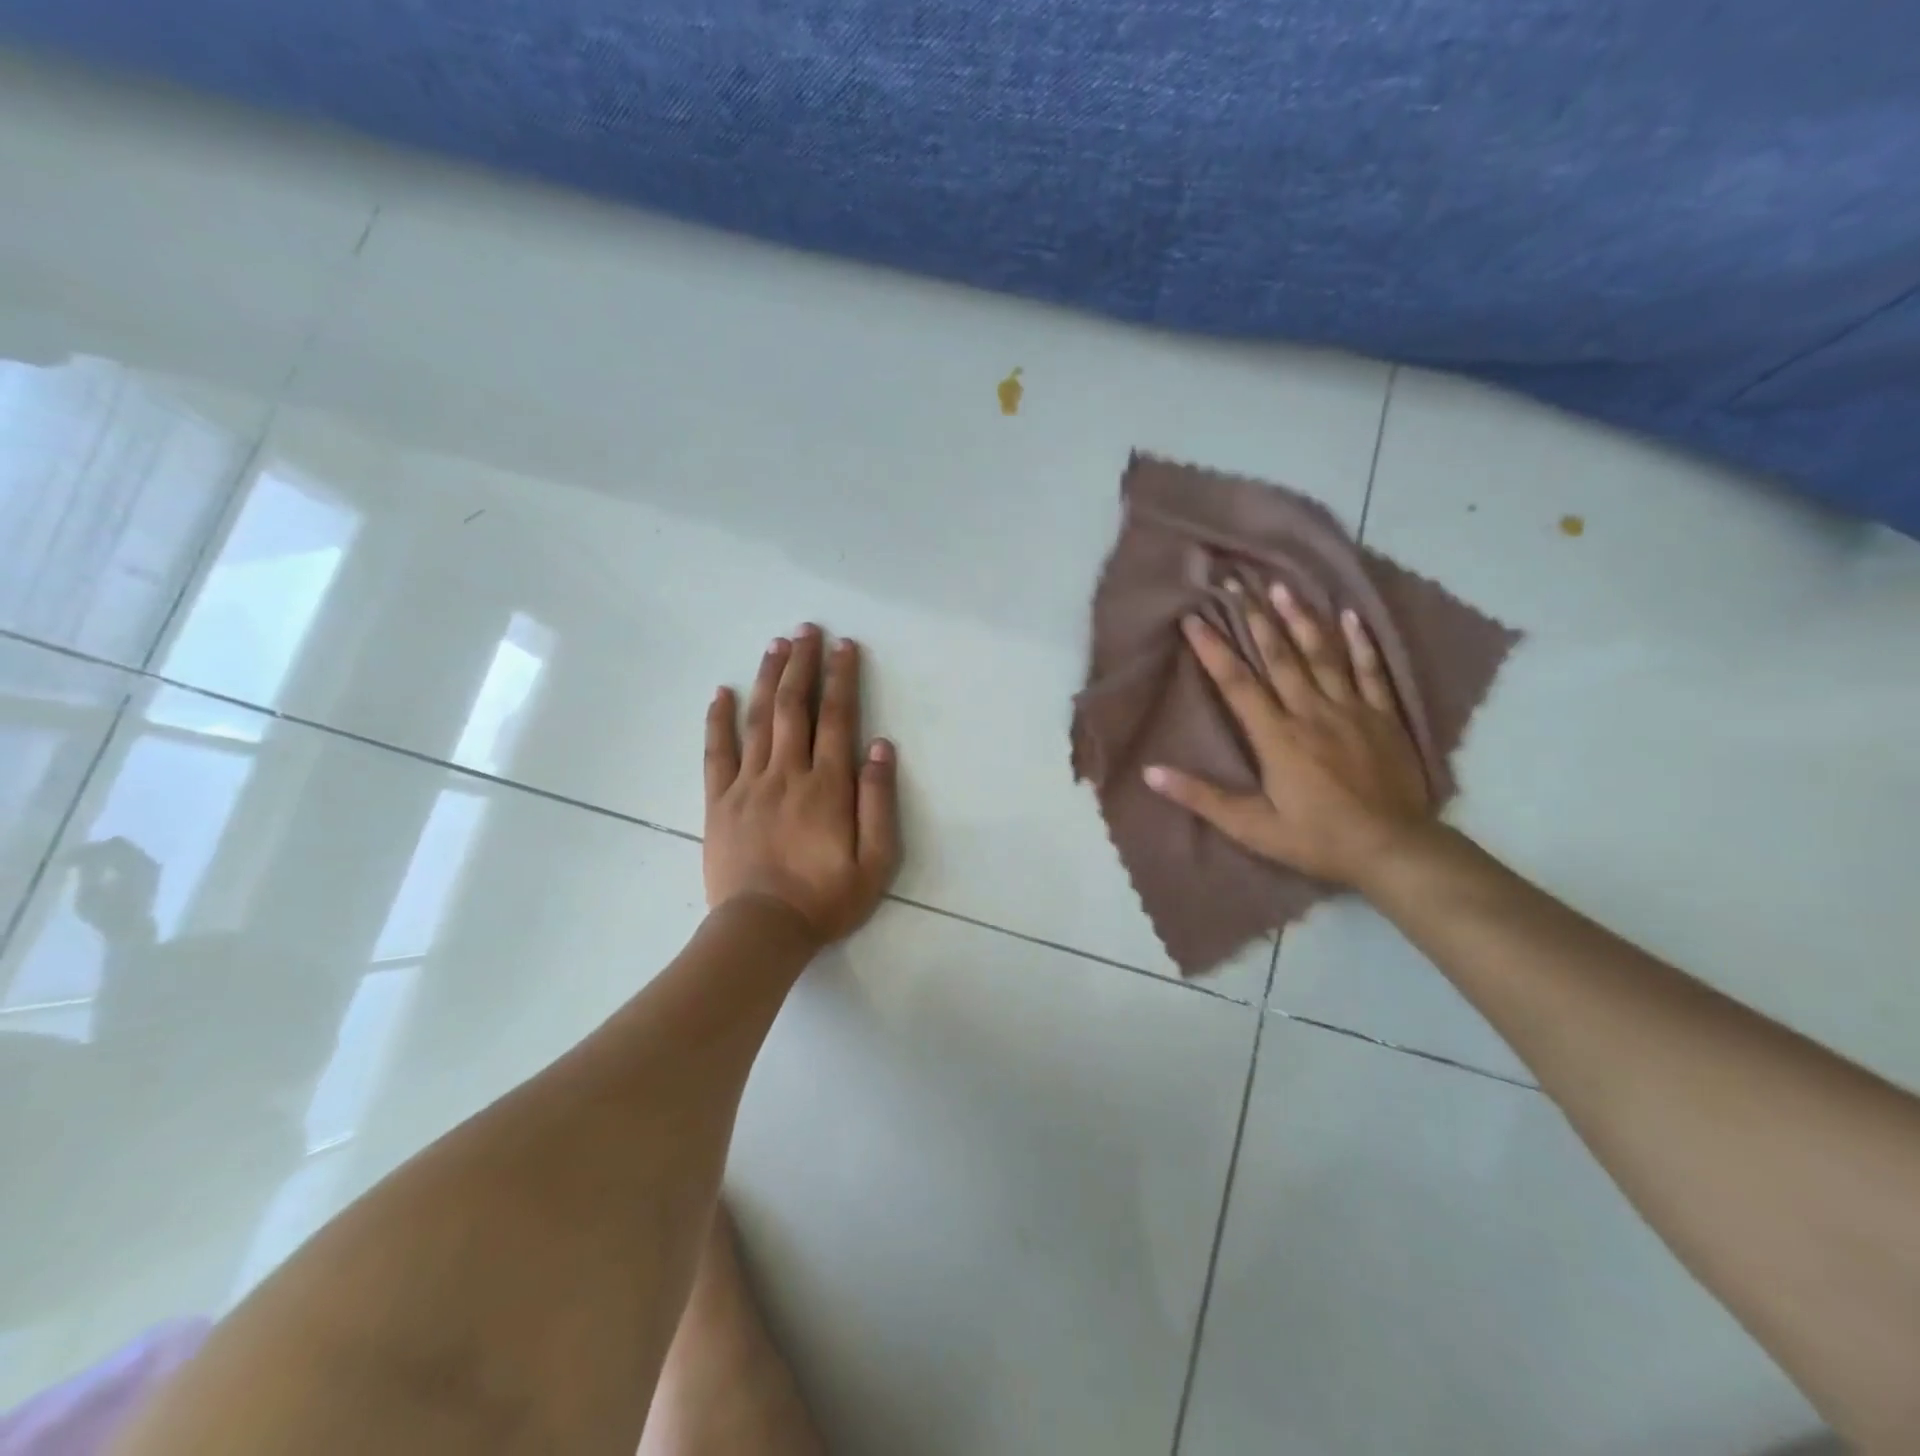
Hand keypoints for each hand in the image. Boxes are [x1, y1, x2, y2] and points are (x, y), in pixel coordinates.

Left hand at [704, 624, 901, 945]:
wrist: (761, 930)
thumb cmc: (826, 899)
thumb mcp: (875, 862)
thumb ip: (878, 802)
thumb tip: (879, 747)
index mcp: (827, 787)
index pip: (837, 719)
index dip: (841, 679)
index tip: (844, 646)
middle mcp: (787, 774)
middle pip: (794, 707)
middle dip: (802, 664)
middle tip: (806, 629)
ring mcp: (748, 785)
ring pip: (758, 720)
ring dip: (767, 678)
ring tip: (775, 645)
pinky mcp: (719, 802)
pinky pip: (717, 752)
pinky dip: (718, 720)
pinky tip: (721, 693)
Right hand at [1145, 584, 1434, 888]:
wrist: (1394, 849)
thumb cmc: (1316, 839)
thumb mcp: (1252, 827)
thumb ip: (1202, 797)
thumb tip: (1151, 772)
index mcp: (1277, 737)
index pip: (1237, 683)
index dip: (1213, 649)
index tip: (1193, 618)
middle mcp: (1311, 712)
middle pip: (1279, 656)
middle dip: (1254, 618)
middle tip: (1237, 583)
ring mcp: (1351, 710)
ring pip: (1322, 654)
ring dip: (1300, 618)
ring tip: (1282, 587)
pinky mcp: (1383, 716)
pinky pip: (1370, 670)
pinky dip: (1360, 642)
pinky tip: (1350, 615)